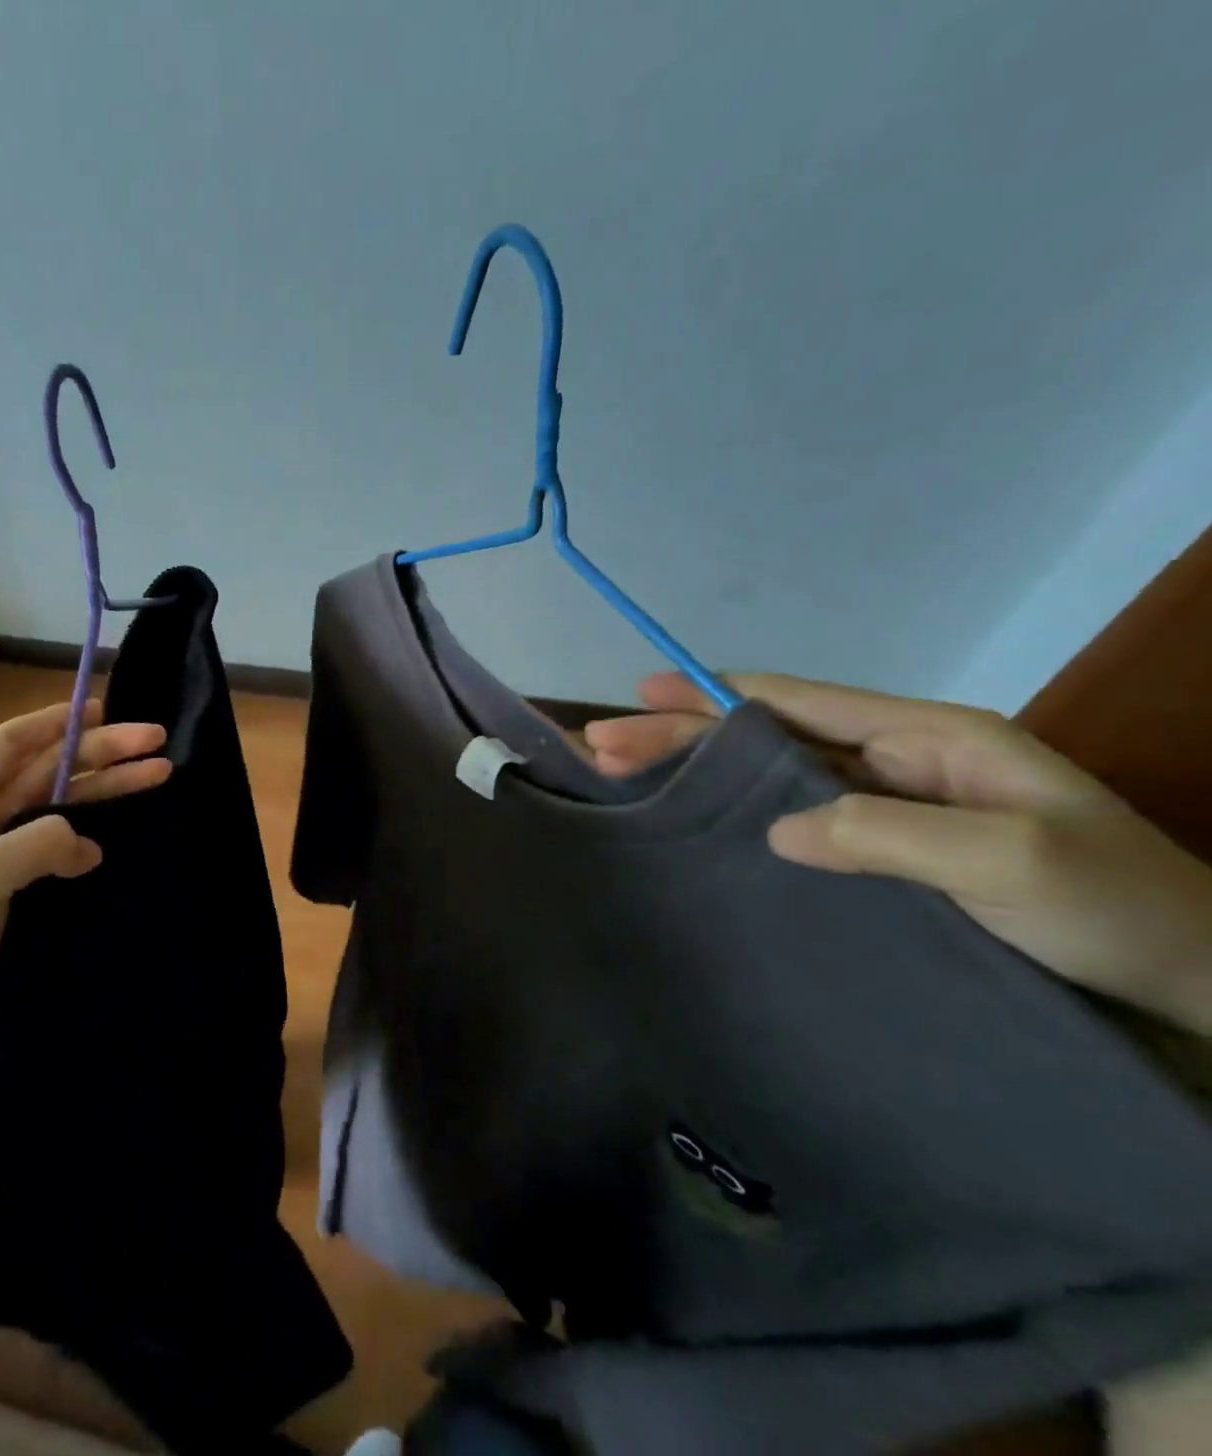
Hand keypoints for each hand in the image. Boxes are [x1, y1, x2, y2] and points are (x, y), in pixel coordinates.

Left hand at [0, 699, 171, 1092]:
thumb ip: (35, 843)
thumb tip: (87, 843)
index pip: (11, 744)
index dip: (56, 720)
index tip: (106, 708)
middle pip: (48, 774)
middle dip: (101, 753)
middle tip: (157, 742)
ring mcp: (2, 869)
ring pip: (63, 813)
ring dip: (107, 793)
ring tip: (159, 777)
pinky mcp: (21, 906)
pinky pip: (64, 859)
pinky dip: (95, 844)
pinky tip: (124, 845)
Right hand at [584, 672, 1211, 1035]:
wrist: (1194, 979)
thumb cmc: (1113, 907)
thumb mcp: (1011, 860)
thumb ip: (889, 832)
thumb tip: (776, 828)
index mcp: (925, 738)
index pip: (797, 702)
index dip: (713, 694)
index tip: (642, 692)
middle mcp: (894, 761)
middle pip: (765, 736)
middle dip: (681, 734)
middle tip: (602, 745)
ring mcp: (884, 805)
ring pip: (767, 775)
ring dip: (694, 771)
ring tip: (622, 773)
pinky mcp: (877, 850)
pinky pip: (789, 818)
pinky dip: (731, 811)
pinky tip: (692, 819)